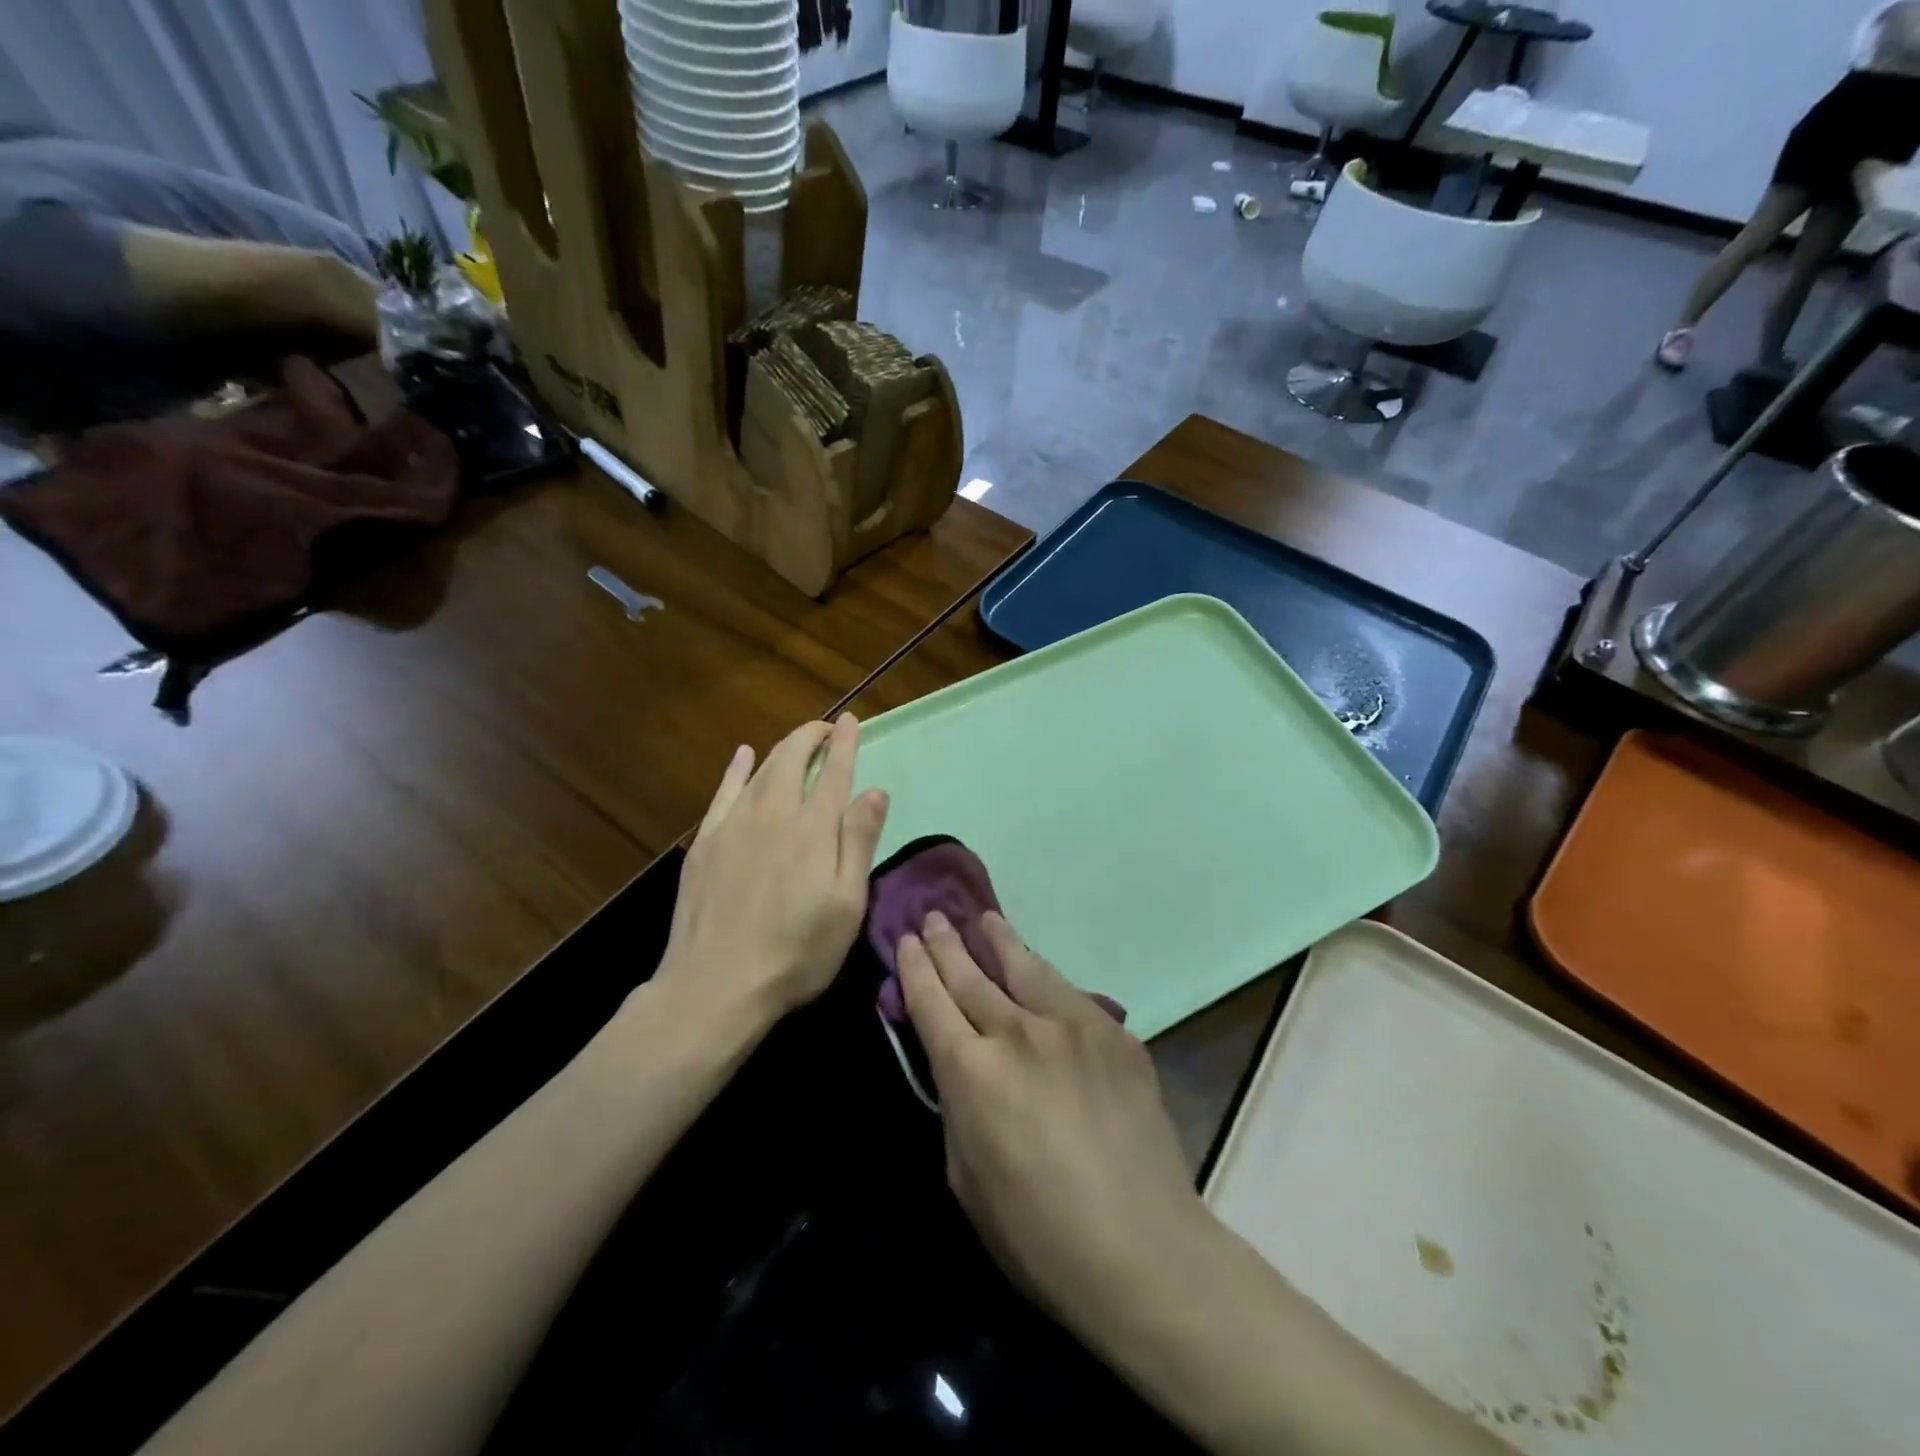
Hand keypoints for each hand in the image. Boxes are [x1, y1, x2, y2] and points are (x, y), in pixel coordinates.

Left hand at [658, 715, 889, 1026]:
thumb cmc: (796, 952)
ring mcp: (733, 825)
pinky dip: (736, 769)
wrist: (715, 984)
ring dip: (782, 749)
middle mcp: (773, 813)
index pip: (833, 771)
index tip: (851, 720)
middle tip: (826, 728)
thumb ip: (858, 842)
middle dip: (811, 736)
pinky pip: (723, 792)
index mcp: (813, 828)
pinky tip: (742, 756)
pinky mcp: (705, 842)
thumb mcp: (846, 904)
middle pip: (792, 759)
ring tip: (797, 741)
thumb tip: (875, 790)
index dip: (844, 743)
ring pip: (761, 770)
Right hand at [897, 911, 1205, 1332]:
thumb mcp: (965, 1176)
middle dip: (946, 943)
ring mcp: (1072, 1024)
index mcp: (971, 1070)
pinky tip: (1041, 974)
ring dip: (999, 939)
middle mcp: (1018, 1031)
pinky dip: (1045, 979)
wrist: (1142, 1247)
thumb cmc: (1037, 1233)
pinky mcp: (1115, 1032)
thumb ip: (957, 1105)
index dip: (914, 968)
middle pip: (972, 975)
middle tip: (933, 917)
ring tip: (985, 918)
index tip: (905, 940)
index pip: (931, 1001)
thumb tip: (960, 1065)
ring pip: (1025, 966)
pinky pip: (1070, 995)